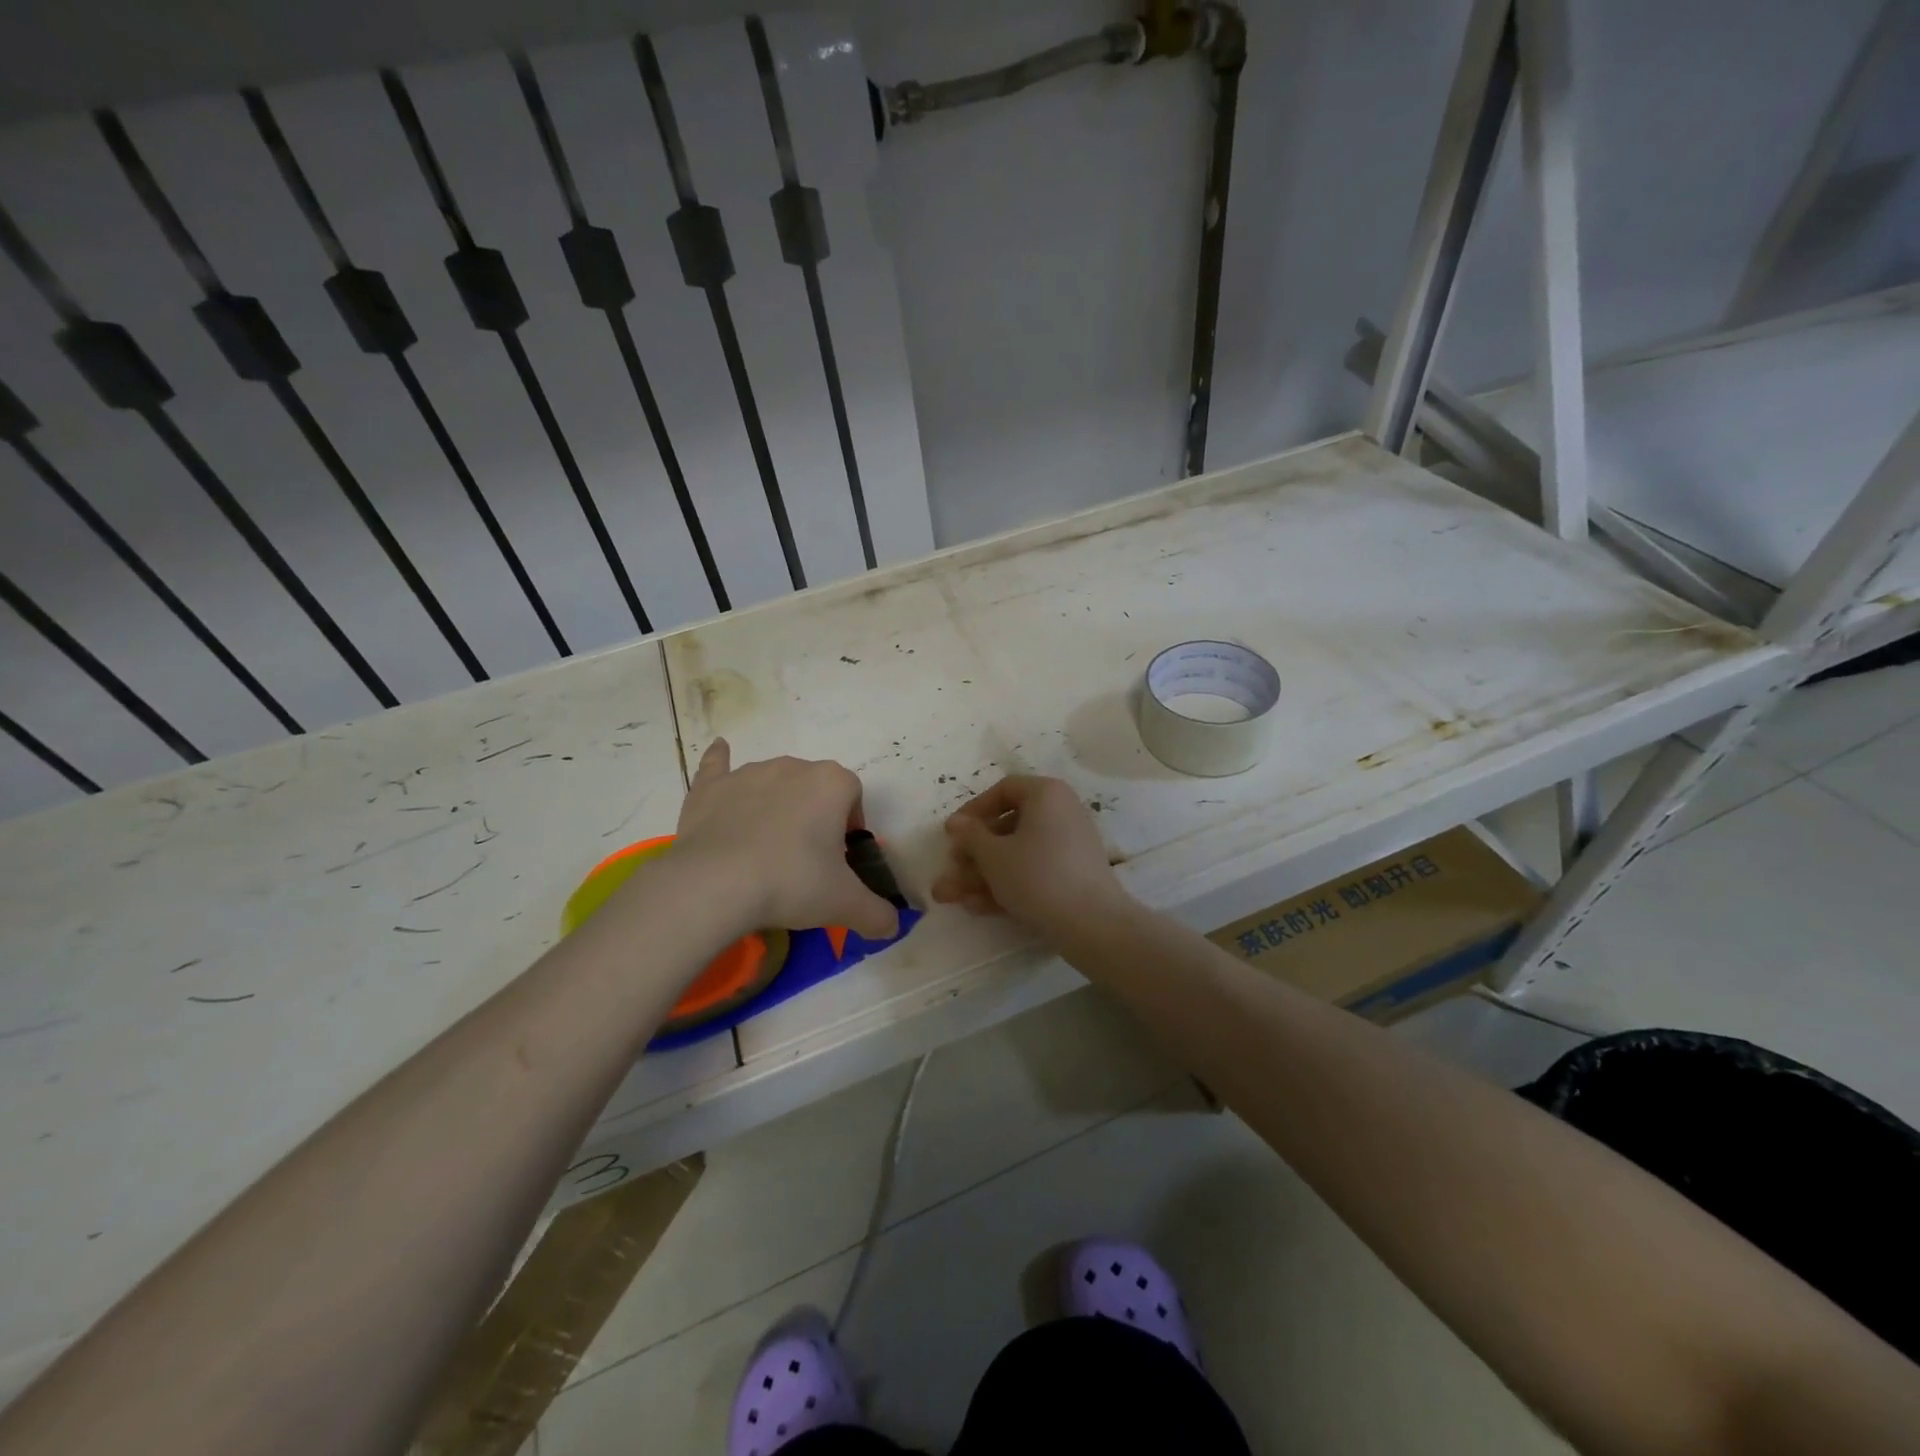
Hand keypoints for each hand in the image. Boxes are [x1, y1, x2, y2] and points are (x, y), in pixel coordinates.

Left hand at [671, 739, 898, 940]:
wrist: (716, 885)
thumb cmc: (792, 883)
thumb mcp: (844, 904)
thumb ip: (877, 913)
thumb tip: (892, 926)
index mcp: (832, 784)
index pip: (854, 795)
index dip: (850, 825)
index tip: (839, 858)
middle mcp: (794, 766)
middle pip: (815, 787)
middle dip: (814, 816)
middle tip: (805, 862)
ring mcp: (749, 773)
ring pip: (774, 782)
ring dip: (776, 804)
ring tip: (766, 850)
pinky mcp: (711, 786)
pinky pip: (719, 764)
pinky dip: (721, 761)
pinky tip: (721, 751)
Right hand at [931, 775, 1128, 933]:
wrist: (1092, 924)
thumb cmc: (1037, 876)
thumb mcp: (994, 855)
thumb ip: (970, 836)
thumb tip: (956, 822)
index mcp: (1046, 794)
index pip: (1004, 790)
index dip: (973, 810)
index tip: (952, 834)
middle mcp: (1061, 812)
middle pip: (1007, 827)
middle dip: (972, 854)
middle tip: (950, 870)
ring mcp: (1068, 846)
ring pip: (1016, 854)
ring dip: (982, 874)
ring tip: (950, 897)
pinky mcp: (1071, 875)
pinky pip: (1032, 871)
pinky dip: (1006, 884)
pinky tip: (977, 907)